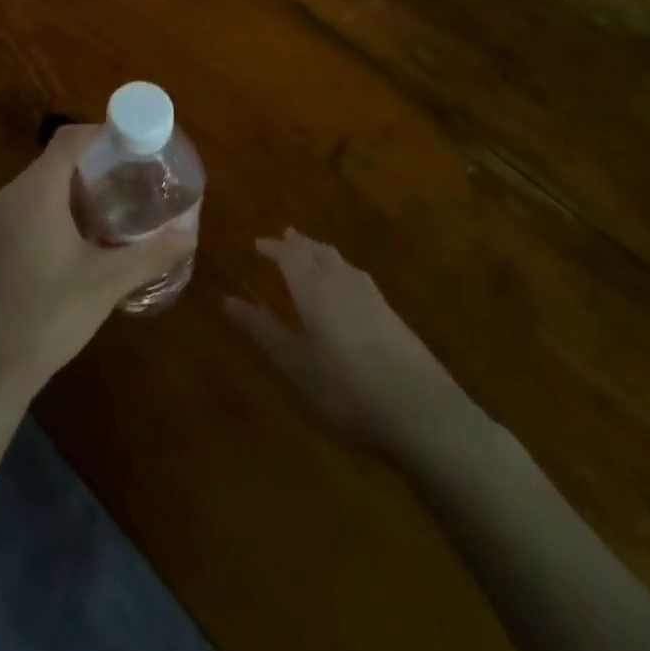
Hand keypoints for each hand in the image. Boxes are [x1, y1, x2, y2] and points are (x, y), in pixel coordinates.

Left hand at [0, 125, 196, 401]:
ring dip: (80, 185)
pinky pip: (32, 205)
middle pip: (58, 158)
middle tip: (136, 175)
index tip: (138, 144)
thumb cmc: (50, 316)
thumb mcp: (107, 283)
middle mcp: (12, 195)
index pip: (70, 139)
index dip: (104, 133)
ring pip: (44, 183)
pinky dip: (61, 206)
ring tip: (119, 203)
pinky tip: (87, 235)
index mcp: (36, 192)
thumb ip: (151, 253)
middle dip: (98, 162)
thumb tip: (190, 233)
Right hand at [226, 228, 490, 463]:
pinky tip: (350, 289)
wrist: (422, 413)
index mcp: (315, 289)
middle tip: (286, 237)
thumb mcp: (294, 365)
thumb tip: (226, 299)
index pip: (291, 257)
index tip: (257, 244)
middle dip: (300, 245)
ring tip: (314, 254)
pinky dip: (344, 272)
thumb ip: (262, 331)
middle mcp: (344, 284)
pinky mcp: (394, 318)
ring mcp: (374, 300)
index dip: (273, 248)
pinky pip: (360, 280)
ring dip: (324, 254)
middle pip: (319, 253)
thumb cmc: (346, 390)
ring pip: (343, 264)